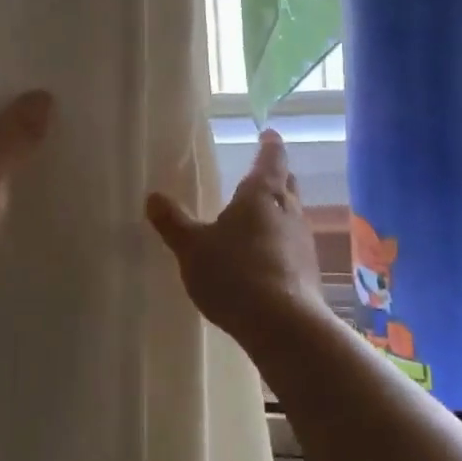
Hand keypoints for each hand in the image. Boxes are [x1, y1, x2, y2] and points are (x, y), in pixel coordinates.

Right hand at [145, 131, 324, 341]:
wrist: (283, 325)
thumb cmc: (234, 273)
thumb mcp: (192, 248)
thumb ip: (173, 222)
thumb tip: (152, 196)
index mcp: (261, 194)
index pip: (271, 158)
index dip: (269, 145)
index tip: (268, 134)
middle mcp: (288, 211)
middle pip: (287, 184)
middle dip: (276, 177)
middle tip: (261, 174)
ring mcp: (303, 242)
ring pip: (292, 215)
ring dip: (278, 212)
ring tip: (258, 218)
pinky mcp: (309, 272)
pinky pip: (293, 245)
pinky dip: (280, 242)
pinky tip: (265, 258)